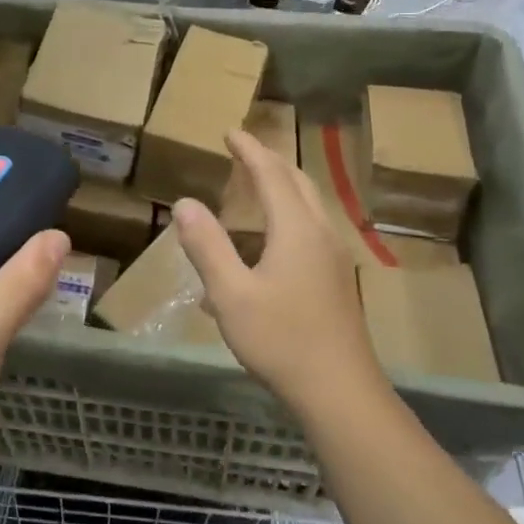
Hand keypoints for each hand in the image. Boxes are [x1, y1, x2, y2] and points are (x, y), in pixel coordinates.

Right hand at [172, 130, 386, 423]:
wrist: (339, 390)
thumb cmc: (281, 339)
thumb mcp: (231, 294)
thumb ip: (207, 246)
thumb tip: (185, 203)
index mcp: (297, 229)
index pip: (271, 173)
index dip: (249, 150)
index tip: (230, 132)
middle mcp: (320, 234)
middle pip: (297, 183)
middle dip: (269, 163)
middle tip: (243, 152)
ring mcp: (333, 258)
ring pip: (307, 208)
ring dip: (280, 190)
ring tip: (252, 190)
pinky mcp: (335, 280)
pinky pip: (308, 232)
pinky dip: (285, 220)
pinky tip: (261, 251)